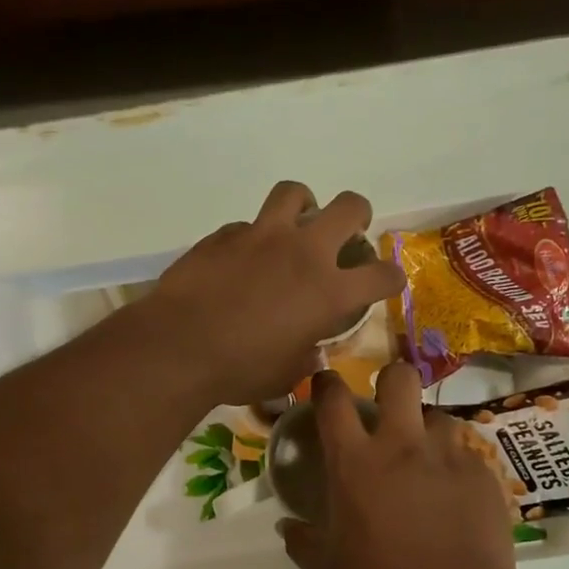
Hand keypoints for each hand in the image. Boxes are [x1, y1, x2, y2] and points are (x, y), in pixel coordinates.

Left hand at [146, 182, 406, 405]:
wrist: (178, 347)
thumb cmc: (239, 370)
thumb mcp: (286, 374)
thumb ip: (306, 354)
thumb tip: (309, 349)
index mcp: (329, 292)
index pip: (381, 275)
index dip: (391, 278)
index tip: (387, 283)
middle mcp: (303, 253)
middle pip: (349, 207)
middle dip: (358, 215)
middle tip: (351, 230)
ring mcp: (262, 236)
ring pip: (296, 193)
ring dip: (304, 205)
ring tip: (297, 225)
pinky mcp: (224, 235)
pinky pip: (248, 225)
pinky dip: (254, 238)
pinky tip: (243, 260)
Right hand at [280, 365, 517, 568]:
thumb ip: (302, 539)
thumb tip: (287, 526)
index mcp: (355, 462)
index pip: (333, 400)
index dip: (327, 383)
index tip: (326, 383)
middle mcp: (402, 445)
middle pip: (400, 378)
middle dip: (391, 380)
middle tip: (388, 404)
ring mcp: (447, 456)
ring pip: (437, 416)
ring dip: (426, 432)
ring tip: (426, 460)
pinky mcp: (482, 475)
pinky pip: (466, 454)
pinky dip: (455, 466)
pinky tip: (454, 494)